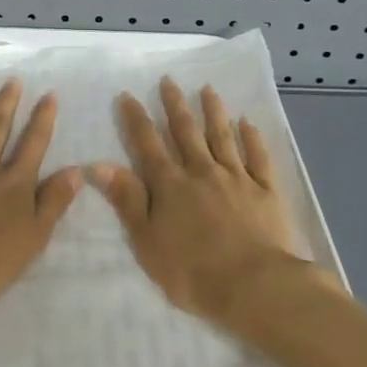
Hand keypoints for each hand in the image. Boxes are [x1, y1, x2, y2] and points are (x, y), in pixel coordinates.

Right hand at [91, 78, 307, 327]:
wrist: (255, 286)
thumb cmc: (193, 271)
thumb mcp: (147, 241)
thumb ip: (127, 200)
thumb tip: (99, 163)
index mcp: (170, 186)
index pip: (148, 145)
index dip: (136, 119)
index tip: (128, 95)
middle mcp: (202, 172)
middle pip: (186, 133)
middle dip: (175, 105)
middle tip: (169, 80)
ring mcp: (237, 179)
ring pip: (222, 137)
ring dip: (214, 112)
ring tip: (208, 89)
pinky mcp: (266, 191)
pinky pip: (258, 158)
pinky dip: (253, 139)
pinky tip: (249, 123)